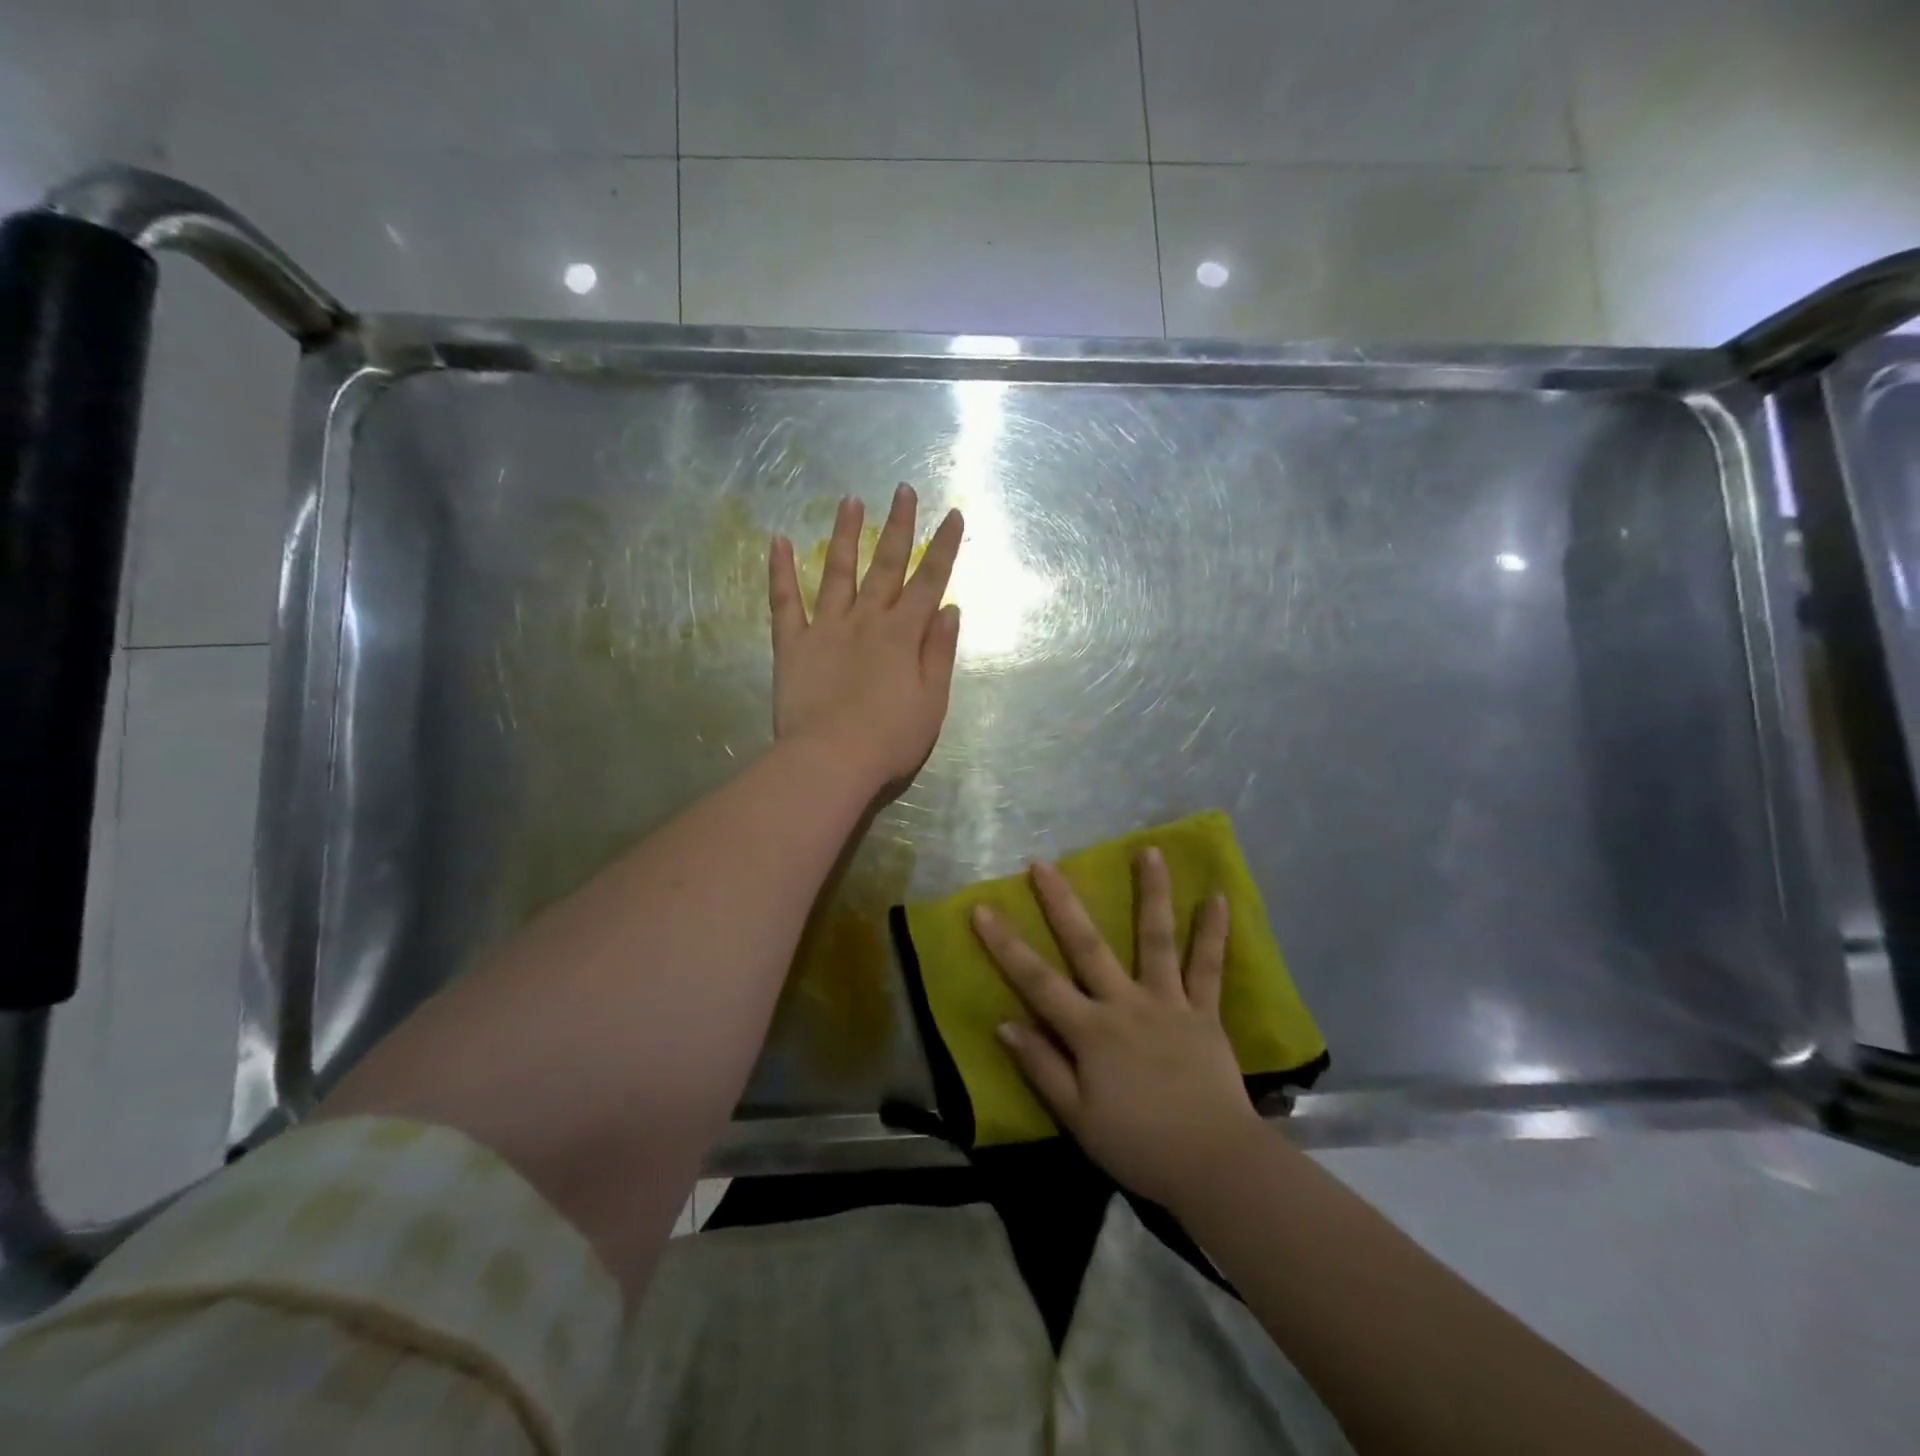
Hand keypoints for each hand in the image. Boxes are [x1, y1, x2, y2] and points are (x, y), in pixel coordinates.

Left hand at [769, 485, 963, 792]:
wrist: (832, 759)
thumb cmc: (890, 738)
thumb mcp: (933, 701)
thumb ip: (940, 652)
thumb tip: (949, 609)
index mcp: (904, 634)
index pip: (930, 581)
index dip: (943, 547)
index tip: (952, 514)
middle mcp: (867, 620)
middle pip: (886, 565)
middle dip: (898, 526)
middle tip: (903, 490)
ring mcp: (826, 627)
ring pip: (838, 572)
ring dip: (846, 535)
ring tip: (850, 500)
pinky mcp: (792, 643)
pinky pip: (785, 601)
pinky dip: (780, 571)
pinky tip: (777, 541)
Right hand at [971, 850, 1265, 1207]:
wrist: (1214, 1164)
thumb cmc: (1138, 1145)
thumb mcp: (1077, 1117)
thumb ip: (1041, 1067)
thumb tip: (1005, 1023)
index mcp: (1091, 1031)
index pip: (1037, 980)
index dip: (1005, 945)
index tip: (982, 909)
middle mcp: (1126, 1003)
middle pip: (1088, 946)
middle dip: (1062, 903)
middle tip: (1044, 864)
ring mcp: (1168, 1003)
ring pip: (1156, 940)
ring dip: (1152, 894)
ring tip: (1150, 851)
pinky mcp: (1204, 1013)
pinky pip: (1209, 969)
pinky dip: (1213, 933)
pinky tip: (1217, 897)